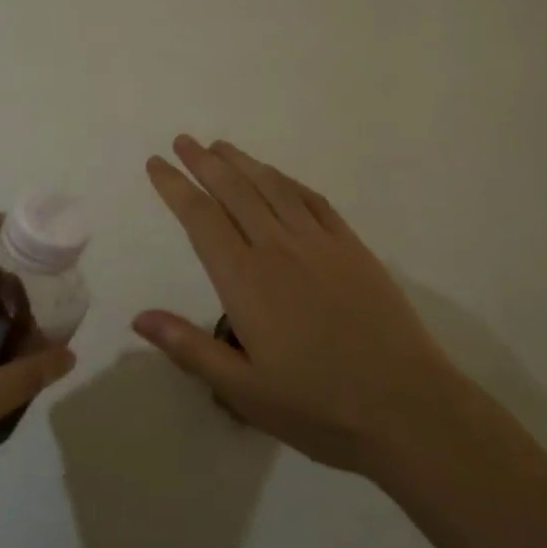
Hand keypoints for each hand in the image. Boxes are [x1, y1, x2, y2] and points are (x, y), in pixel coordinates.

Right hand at [136, 137, 462, 477]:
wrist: (407, 407)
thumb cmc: (318, 407)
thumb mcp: (244, 392)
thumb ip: (190, 349)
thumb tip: (138, 317)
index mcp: (246, 281)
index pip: (201, 219)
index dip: (175, 187)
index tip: (156, 164)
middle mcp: (278, 248)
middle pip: (234, 191)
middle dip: (204, 162)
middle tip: (182, 141)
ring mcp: (319, 243)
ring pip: (272, 187)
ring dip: (243, 162)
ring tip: (221, 146)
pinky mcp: (351, 246)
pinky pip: (312, 200)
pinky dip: (287, 181)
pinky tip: (277, 177)